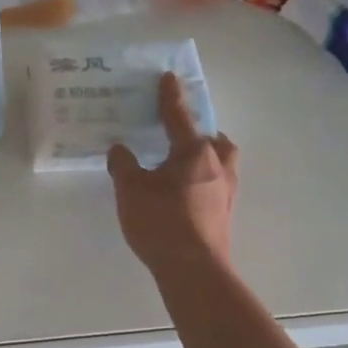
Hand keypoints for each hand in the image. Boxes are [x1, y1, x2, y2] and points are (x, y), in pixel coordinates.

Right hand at [107, 73, 238, 276]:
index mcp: (195, 152)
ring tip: (183, 163)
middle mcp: (218, 165)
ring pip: (221, 161)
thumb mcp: (131, 190)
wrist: (194, 270)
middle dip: (199, 131)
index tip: (168, 77)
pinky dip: (204, 179)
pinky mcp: (226, 213)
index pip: (179, 116)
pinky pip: (217, 183)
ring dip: (206, 155)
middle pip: (213, 138)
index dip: (170, 96)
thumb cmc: (161, 222)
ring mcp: (227, 191)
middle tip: (178, 134)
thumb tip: (120, 149)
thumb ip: (123, 165)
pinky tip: (186, 192)